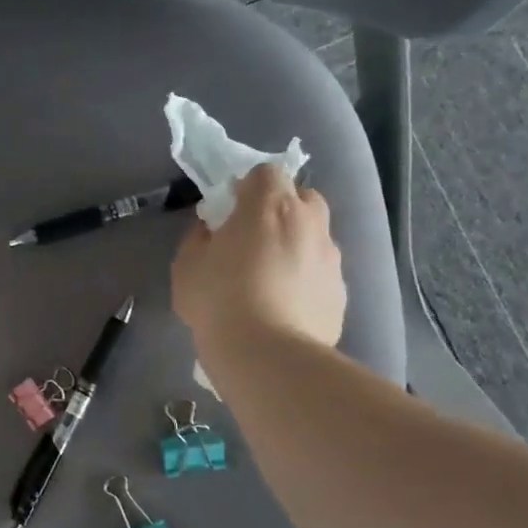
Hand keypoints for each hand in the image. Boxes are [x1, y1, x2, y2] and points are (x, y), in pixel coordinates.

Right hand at [172, 163, 345, 353]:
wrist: (267, 355)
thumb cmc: (219, 301)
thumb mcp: (187, 265)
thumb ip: (199, 237)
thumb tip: (211, 230)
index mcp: (269, 206)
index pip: (265, 172)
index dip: (246, 188)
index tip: (229, 212)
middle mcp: (308, 222)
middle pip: (301, 197)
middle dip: (280, 209)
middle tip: (253, 239)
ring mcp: (330, 257)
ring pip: (315, 236)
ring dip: (295, 245)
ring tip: (270, 279)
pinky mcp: (340, 291)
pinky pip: (320, 273)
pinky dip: (306, 279)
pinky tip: (285, 307)